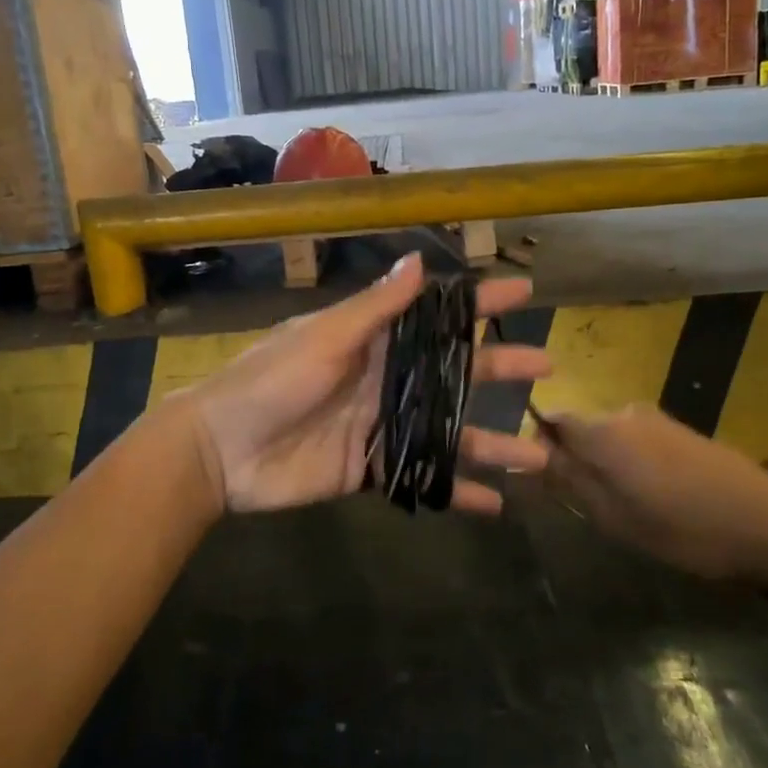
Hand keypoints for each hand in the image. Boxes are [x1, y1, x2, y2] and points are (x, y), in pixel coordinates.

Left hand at [175, 255, 552, 515]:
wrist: (222, 449)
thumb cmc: (271, 380)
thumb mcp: (324, 338)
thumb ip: (373, 309)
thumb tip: (419, 262)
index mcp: (373, 339)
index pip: (435, 314)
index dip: (477, 304)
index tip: (523, 293)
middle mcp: (386, 378)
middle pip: (454, 371)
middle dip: (499, 368)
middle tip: (546, 366)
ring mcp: (382, 425)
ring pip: (449, 431)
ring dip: (491, 442)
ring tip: (539, 456)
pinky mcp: (371, 468)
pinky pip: (422, 477)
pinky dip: (455, 491)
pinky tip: (494, 505)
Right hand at [543, 405, 767, 582]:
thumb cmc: (681, 528)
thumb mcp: (612, 516)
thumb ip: (569, 479)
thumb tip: (532, 454)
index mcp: (601, 430)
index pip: (550, 419)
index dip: (540, 445)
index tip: (548, 480)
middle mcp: (623, 413)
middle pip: (580, 428)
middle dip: (576, 458)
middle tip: (589, 504)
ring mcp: (656, 419)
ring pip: (610, 436)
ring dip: (607, 464)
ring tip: (627, 507)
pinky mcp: (681, 431)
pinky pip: (638, 441)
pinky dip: (634, 464)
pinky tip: (657, 498)